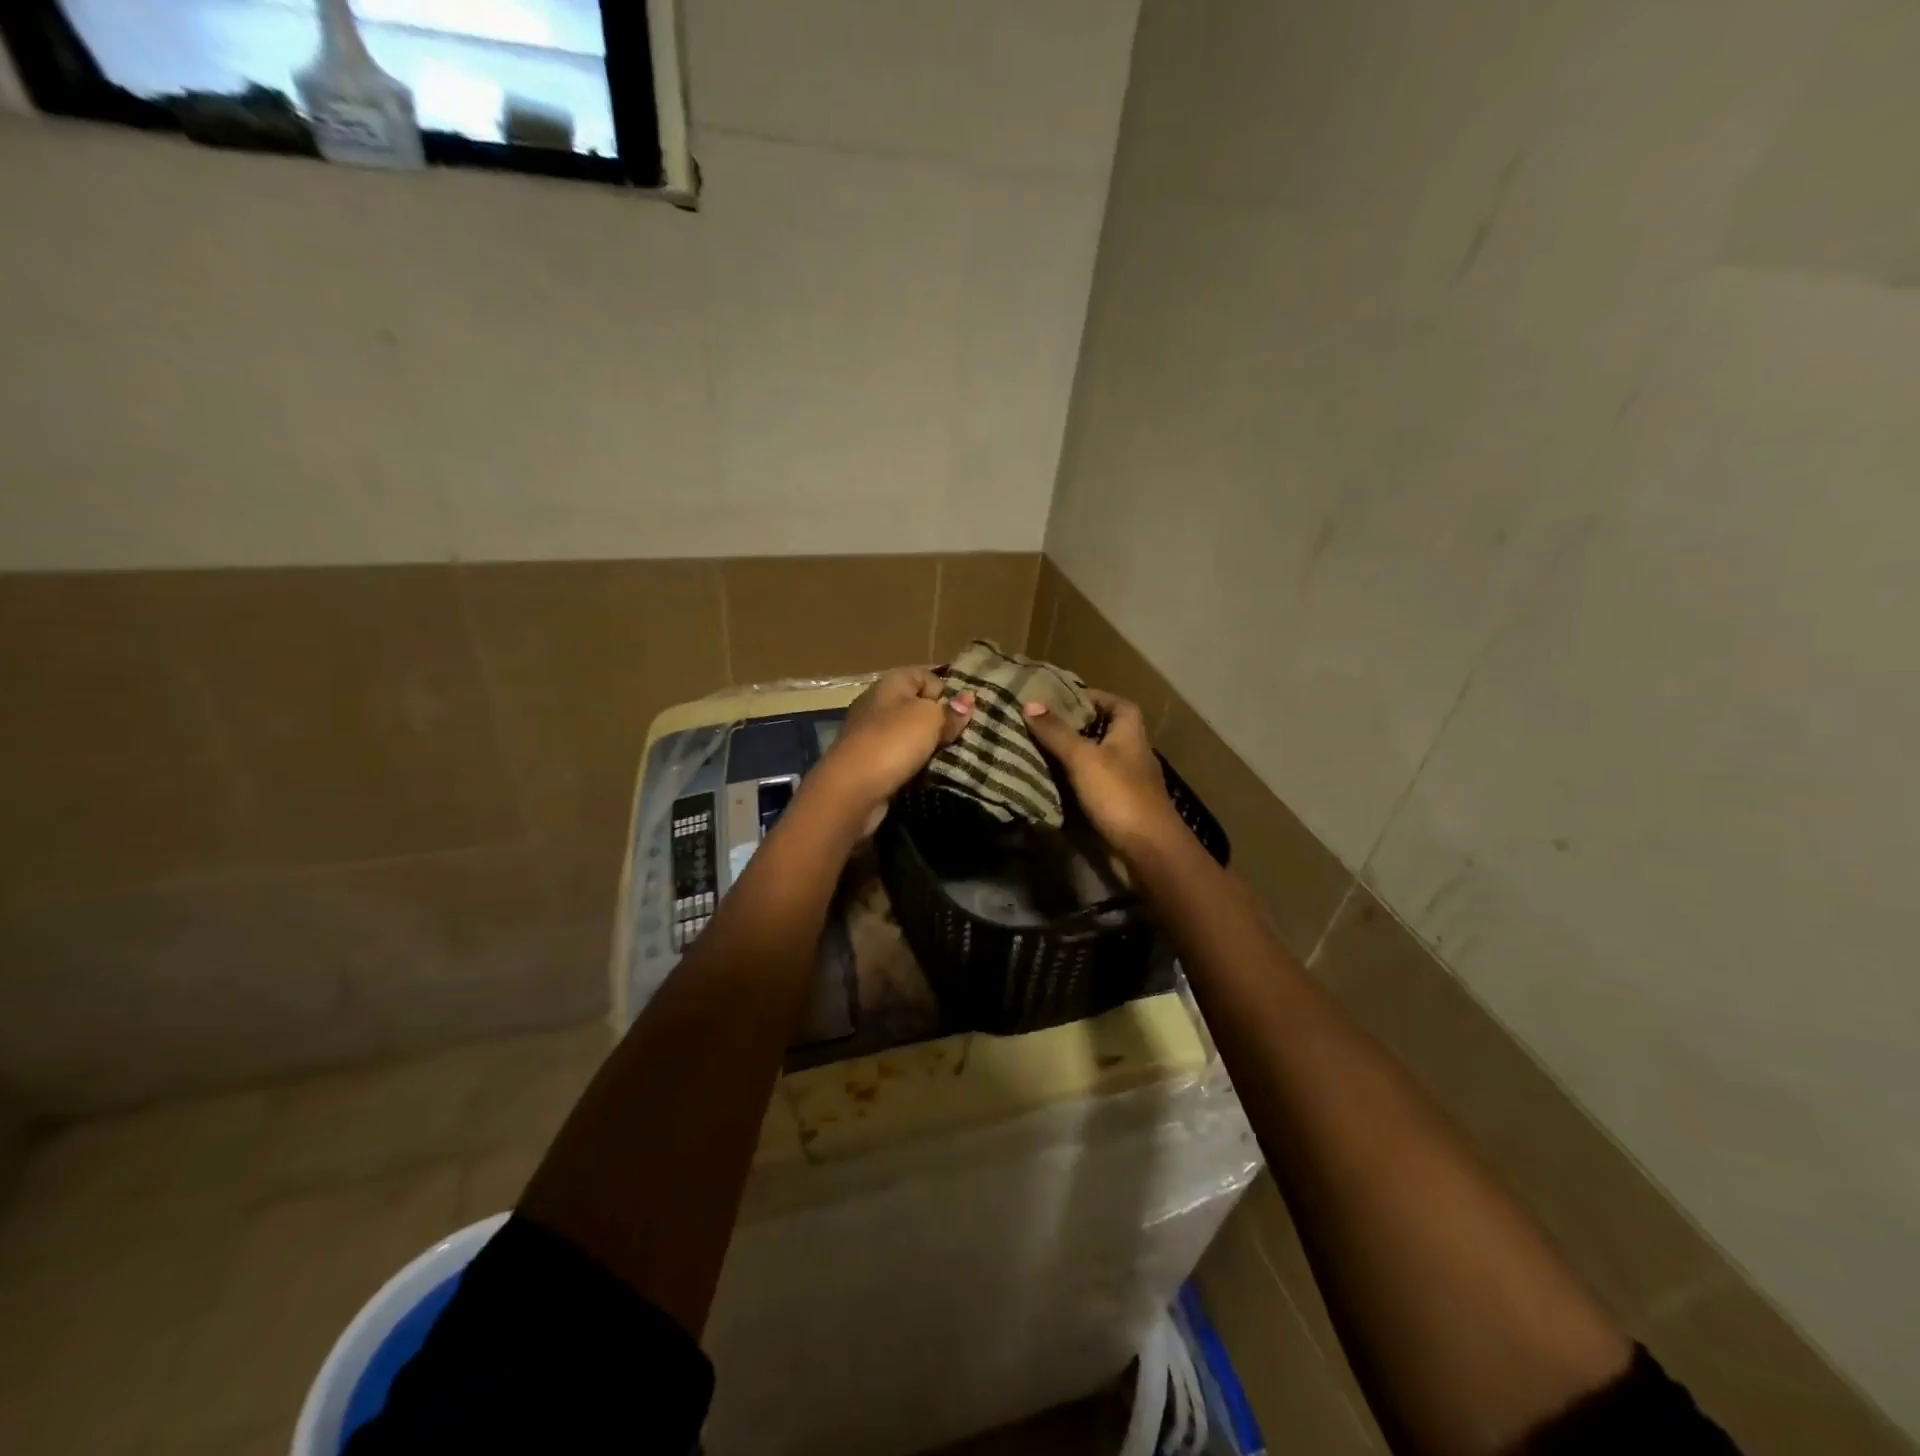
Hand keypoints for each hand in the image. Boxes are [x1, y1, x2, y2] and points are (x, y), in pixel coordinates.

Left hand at [813, 668, 972, 825]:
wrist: (851, 789)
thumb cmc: (892, 743)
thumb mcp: (929, 719)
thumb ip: (950, 711)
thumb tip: (967, 700)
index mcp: (890, 684)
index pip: (925, 676)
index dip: (946, 691)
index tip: (962, 714)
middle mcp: (877, 704)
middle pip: (917, 706)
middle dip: (940, 721)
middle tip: (961, 737)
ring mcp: (870, 734)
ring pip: (909, 734)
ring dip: (928, 746)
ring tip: (949, 757)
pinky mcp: (868, 762)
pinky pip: (899, 757)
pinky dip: (913, 764)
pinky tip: (926, 773)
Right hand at [1023, 691, 1186, 857]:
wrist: (1147, 850)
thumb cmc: (1119, 794)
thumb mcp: (1083, 757)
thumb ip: (1056, 731)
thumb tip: (1029, 704)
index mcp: (1130, 730)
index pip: (1111, 701)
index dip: (1087, 697)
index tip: (1055, 699)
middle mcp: (1130, 750)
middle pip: (1099, 729)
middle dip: (1070, 726)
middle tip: (1035, 724)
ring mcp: (1124, 779)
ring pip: (1092, 758)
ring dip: (1067, 755)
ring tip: (1032, 749)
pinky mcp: (1116, 804)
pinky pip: (1089, 784)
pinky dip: (1070, 780)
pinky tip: (1046, 781)